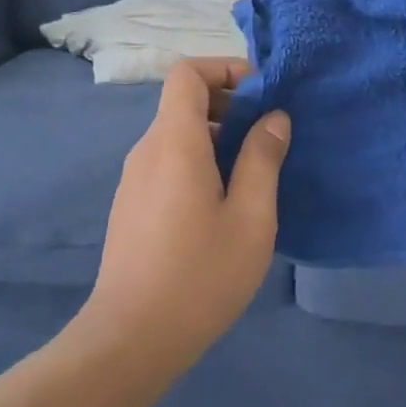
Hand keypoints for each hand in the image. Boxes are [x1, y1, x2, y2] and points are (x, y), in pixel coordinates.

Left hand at [77, 58, 290, 375]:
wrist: (131, 338)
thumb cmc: (200, 274)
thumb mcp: (250, 217)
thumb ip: (263, 159)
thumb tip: (274, 117)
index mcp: (174, 142)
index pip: (186, 73)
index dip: (225, 69)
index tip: (263, 95)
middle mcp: (147, 150)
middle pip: (184, 102)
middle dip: (230, 105)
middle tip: (269, 138)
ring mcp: (134, 180)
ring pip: (178, 136)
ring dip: (218, 138)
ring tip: (255, 175)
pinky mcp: (133, 206)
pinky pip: (169, 163)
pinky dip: (200, 162)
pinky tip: (224, 206)